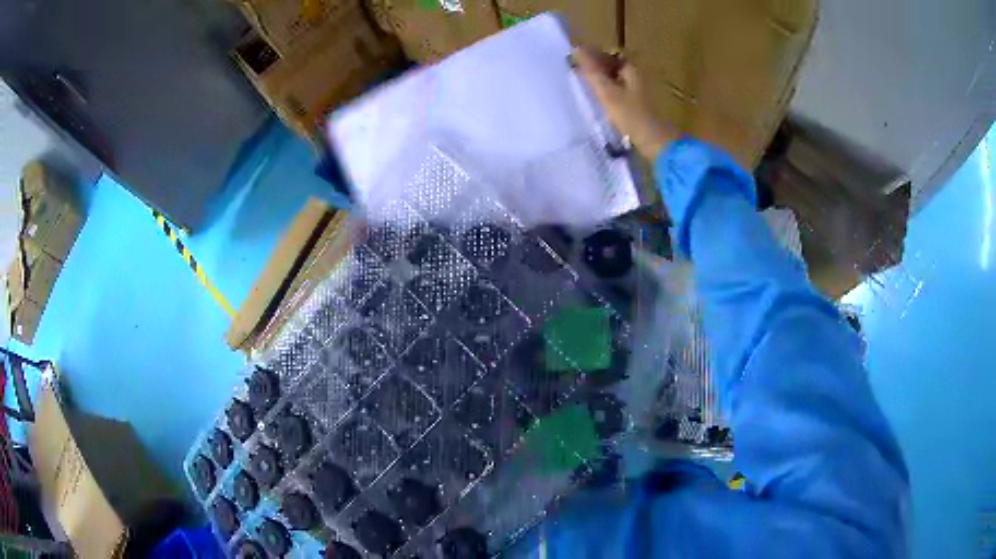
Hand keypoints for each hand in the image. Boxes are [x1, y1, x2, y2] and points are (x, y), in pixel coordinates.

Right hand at [571, 46, 676, 159]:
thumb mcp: (608, 92)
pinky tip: (598, 102)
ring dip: (601, 81)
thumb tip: (576, 50)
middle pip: (613, 67)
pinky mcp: (639, 108)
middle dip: (596, 67)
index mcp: (632, 70)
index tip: (575, 59)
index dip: (592, 55)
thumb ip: (592, 72)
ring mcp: (640, 93)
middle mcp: (637, 77)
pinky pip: (619, 94)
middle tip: (576, 72)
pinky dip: (608, 94)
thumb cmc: (632, 116)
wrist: (657, 144)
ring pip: (616, 81)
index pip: (609, 55)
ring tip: (583, 86)